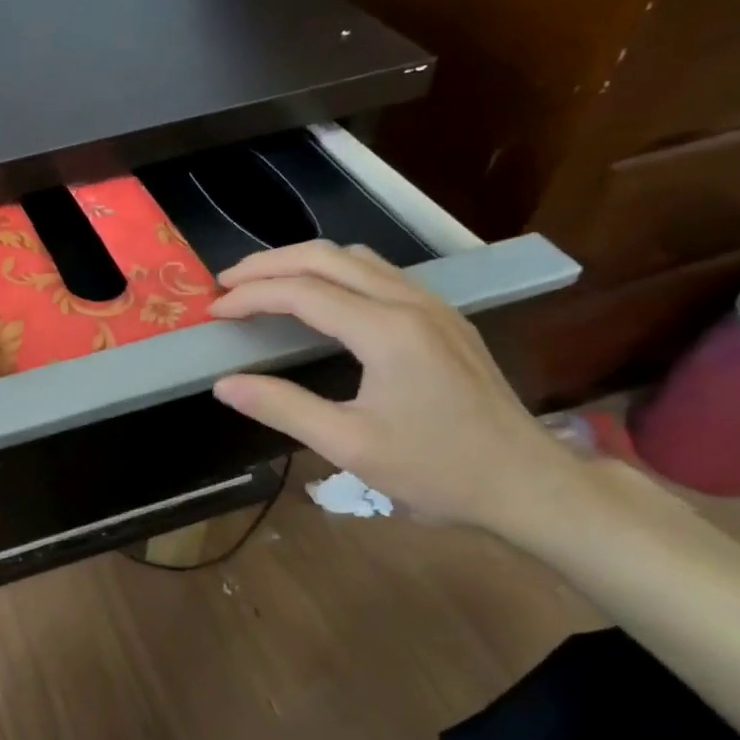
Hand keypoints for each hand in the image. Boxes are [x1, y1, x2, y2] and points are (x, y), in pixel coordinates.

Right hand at [207, 241, 583, 531]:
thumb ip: (282, 407)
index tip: (213, 310)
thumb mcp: (348, 445)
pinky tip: (319, 296)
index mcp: (386, 331)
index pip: (302, 292)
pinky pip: (379, 273)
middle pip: (328, 257)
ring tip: (263, 282)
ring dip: (303, 262)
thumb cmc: (436, 469)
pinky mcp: (443, 317)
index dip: (250, 296)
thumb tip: (224, 384)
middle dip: (269, 263)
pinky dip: (335, 272)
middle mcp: (410, 302)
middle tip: (226, 282)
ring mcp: (433, 305)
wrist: (526, 481)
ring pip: (356, 258)